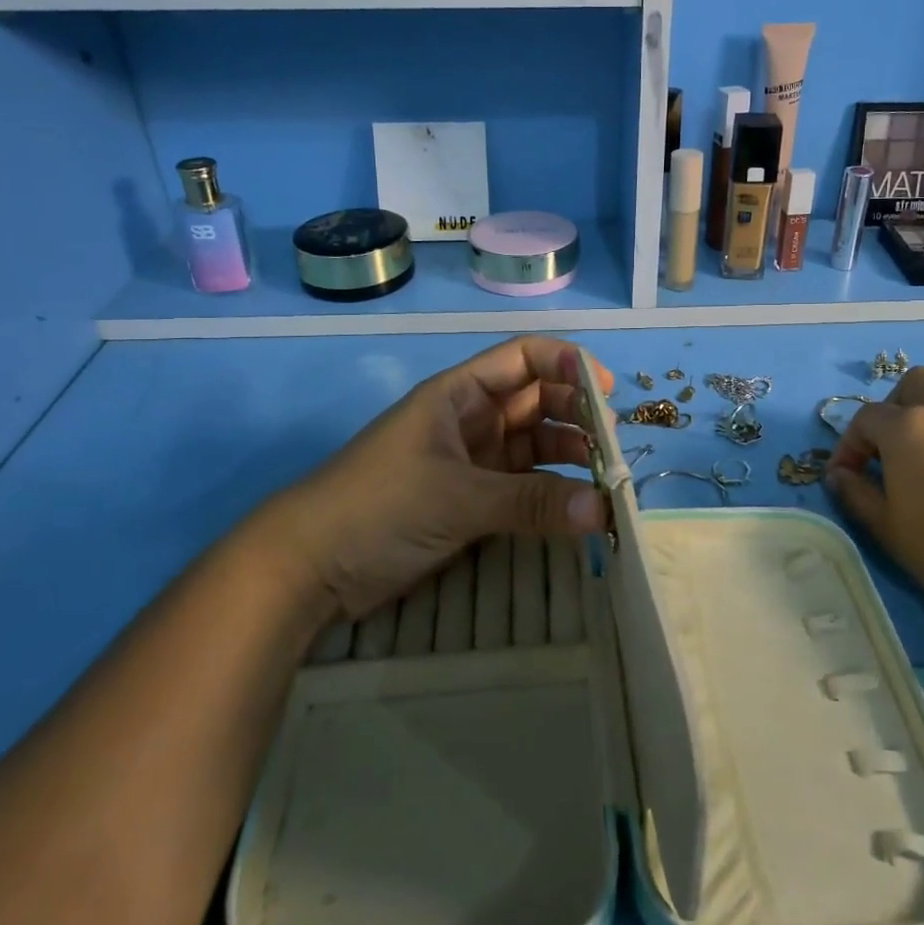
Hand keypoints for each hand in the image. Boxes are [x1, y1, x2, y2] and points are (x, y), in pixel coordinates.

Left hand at [235, 336, 611, 619]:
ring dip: (570, 458)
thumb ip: (533, 502)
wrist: (308, 566)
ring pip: (534, 445)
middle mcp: (470, 419)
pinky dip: (550, 494)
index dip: (568, 364)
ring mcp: (471, 461)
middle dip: (578, 416)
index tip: (608, 392)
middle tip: (614, 449)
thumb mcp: (458, 497)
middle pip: (538, 401)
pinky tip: (578, 510)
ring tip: (606, 482)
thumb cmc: (377, 506)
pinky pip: (522, 486)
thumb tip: (607, 512)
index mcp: (459, 393)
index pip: (525, 358)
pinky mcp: (469, 501)